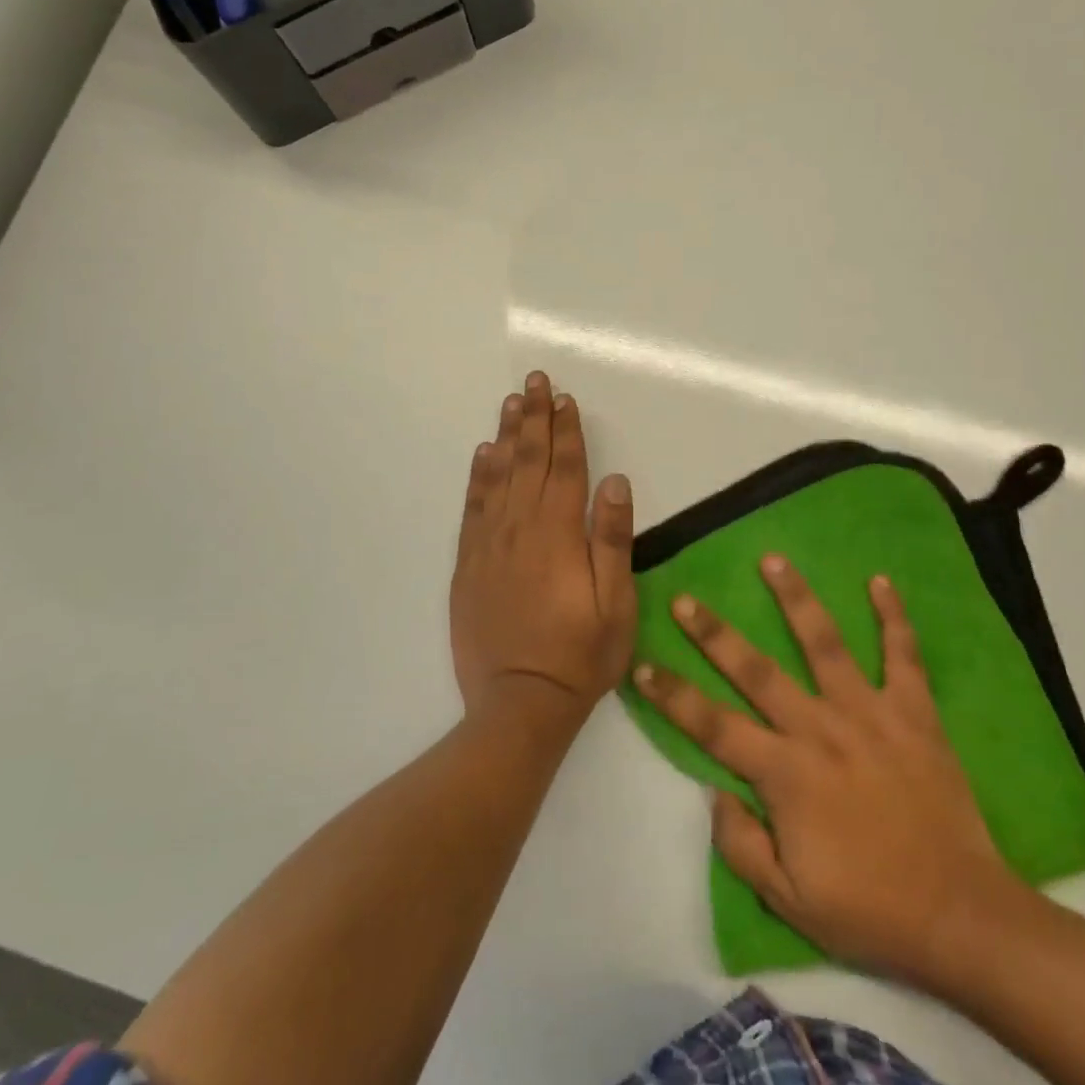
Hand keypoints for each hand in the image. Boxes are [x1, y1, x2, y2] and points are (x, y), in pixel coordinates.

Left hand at [449, 371, 637, 731]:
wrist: (519, 704)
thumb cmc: (580, 656)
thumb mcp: (615, 604)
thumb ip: (613, 539)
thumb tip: (616, 481)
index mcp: (560, 534)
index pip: (565, 468)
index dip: (567, 430)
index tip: (566, 398)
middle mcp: (521, 528)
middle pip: (529, 460)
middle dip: (535, 417)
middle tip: (536, 380)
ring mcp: (489, 544)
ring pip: (498, 475)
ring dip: (507, 435)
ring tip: (512, 402)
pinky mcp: (468, 564)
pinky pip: (473, 507)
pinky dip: (478, 475)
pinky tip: (483, 454)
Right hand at [631, 556, 1035, 992]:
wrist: (960, 916)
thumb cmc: (869, 909)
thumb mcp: (788, 900)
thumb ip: (740, 844)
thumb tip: (713, 791)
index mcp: (785, 773)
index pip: (713, 725)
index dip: (673, 696)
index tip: (642, 666)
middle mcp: (819, 729)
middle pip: (756, 670)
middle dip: (714, 634)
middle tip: (685, 599)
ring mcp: (868, 713)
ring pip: (824, 643)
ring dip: (796, 598)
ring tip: (772, 559)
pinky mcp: (913, 712)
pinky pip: (902, 655)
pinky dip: (893, 617)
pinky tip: (880, 581)